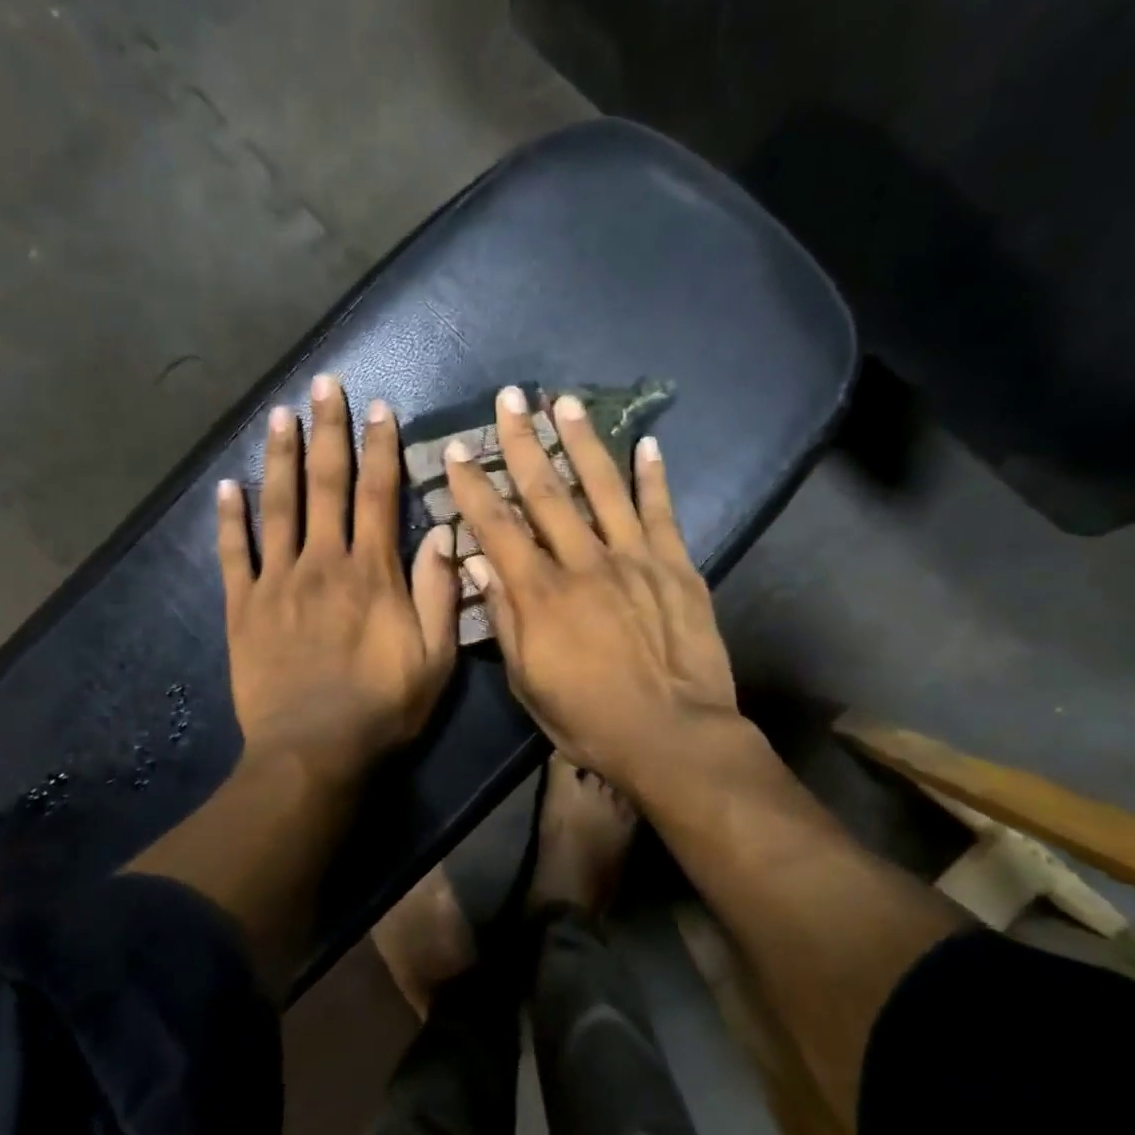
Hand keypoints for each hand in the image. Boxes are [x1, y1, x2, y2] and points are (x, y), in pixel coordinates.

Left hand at [218, 373, 459, 787]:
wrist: (312, 752)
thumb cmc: (382, 708)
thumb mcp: (435, 658)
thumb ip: (439, 593)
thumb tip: (444, 533)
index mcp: (371, 572)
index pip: (377, 495)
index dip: (379, 448)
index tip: (378, 408)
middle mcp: (322, 563)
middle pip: (324, 485)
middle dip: (327, 431)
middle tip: (323, 384)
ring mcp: (276, 582)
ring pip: (277, 507)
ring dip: (279, 457)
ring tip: (279, 414)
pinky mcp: (243, 608)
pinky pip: (233, 555)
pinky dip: (228, 520)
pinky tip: (226, 487)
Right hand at [443, 387, 740, 806]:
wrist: (673, 736)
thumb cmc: (589, 719)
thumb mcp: (528, 682)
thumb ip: (505, 619)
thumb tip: (479, 566)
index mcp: (541, 594)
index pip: (497, 527)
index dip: (473, 486)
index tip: (459, 450)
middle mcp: (583, 562)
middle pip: (547, 491)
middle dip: (522, 442)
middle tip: (509, 398)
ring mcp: (634, 559)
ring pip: (603, 487)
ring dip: (581, 441)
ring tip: (565, 402)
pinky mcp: (676, 567)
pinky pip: (661, 512)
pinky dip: (654, 476)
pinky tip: (647, 443)